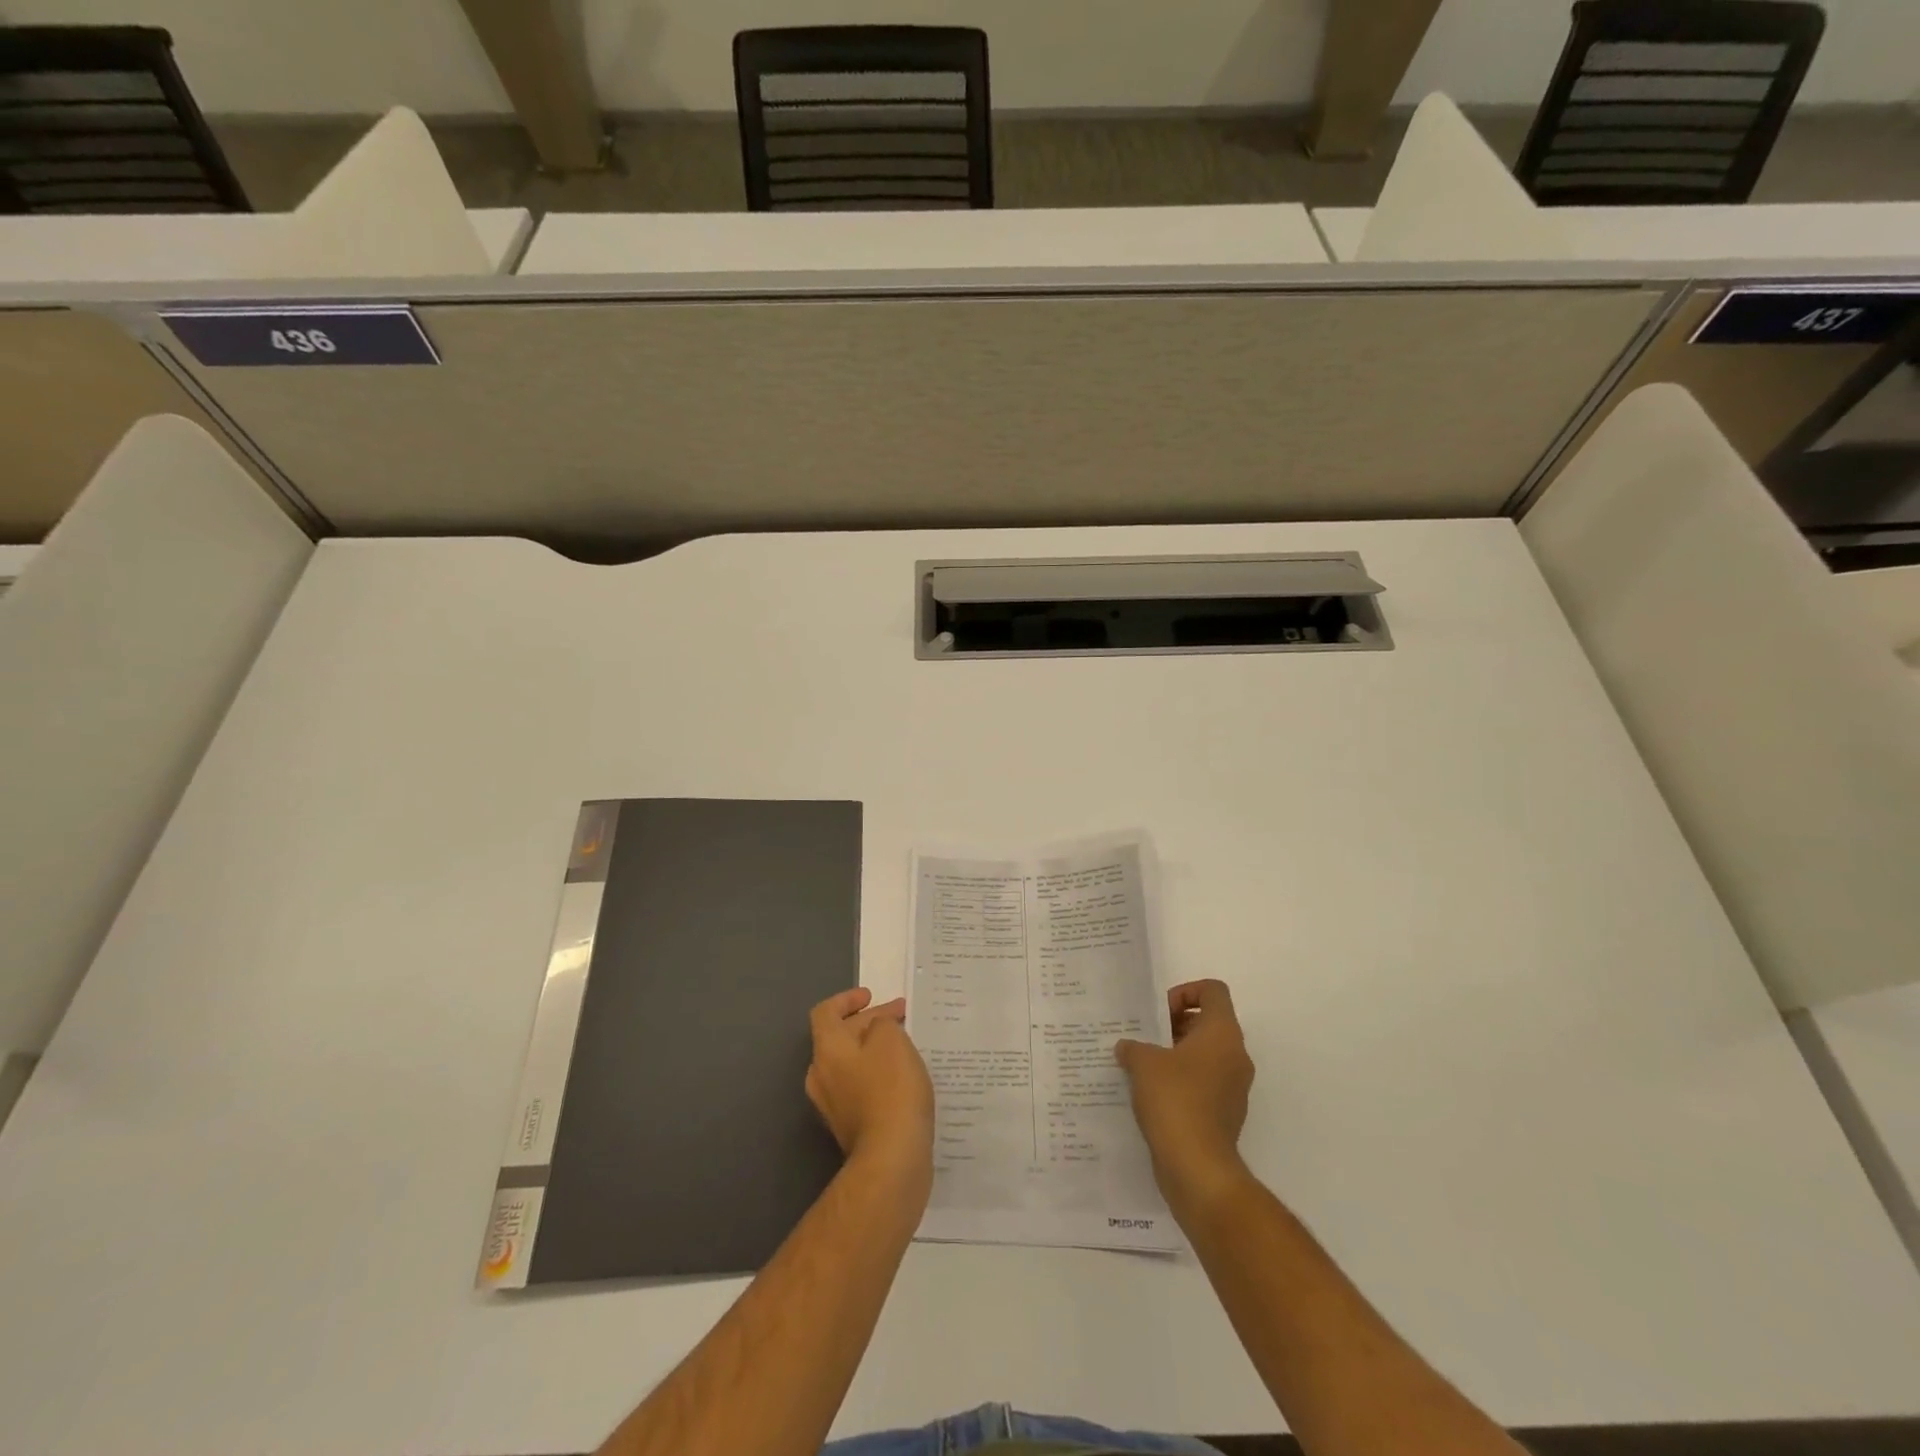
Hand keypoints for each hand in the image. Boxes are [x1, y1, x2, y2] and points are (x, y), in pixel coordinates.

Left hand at [806, 988, 934, 1179]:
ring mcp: (833, 1105)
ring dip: (875, 1049)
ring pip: (851, 1064)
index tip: (871, 996)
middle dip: (869, 1022)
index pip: (825, 1013)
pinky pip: (860, 1088)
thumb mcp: (891, 1039)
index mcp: (827, 1050)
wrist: (891, 1158)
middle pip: (840, 1037)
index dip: (847, 999)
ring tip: (905, 1043)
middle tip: (900, 1016)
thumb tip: (876, 1030)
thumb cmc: (891, 1089)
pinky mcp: (850, 1127)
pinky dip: (878, 1074)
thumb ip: (881, 1023)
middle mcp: (822, 1076)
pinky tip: (903, 1077)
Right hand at [1115, 979, 1255, 1205]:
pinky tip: (1151, 1095)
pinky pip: (1203, 1084)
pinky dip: (1180, 1082)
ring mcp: (1234, 1088)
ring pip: (1204, 1055)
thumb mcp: (1143, 1063)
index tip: (1159, 1012)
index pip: (1213, 991)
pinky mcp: (1225, 1114)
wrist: (1198, 1168)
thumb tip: (1128, 1048)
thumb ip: (1133, 1046)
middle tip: (1144, 1037)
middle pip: (1207, 1023)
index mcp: (1222, 1034)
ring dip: (1175, 1054)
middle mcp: (1235, 1056)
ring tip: (1142, 1066)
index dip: (1185, 992)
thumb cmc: (1175, 1100)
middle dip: (1174, 1025)